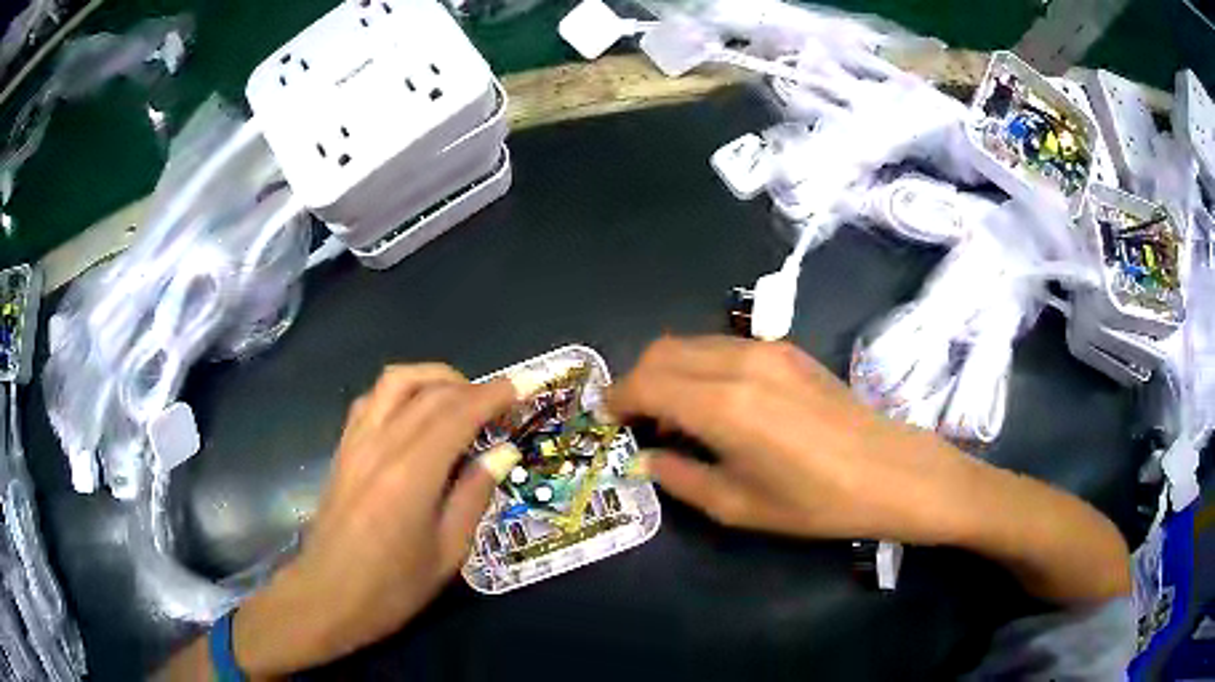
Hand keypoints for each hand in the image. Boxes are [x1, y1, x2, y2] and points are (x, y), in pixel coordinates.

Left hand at [231, 365, 521, 676]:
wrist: (327, 596)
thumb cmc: (392, 587)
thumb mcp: (447, 552)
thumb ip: (474, 495)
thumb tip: (503, 452)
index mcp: (412, 474)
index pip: (459, 413)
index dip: (496, 393)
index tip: (526, 383)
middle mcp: (382, 445)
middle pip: (431, 392)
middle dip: (473, 386)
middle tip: (502, 402)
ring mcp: (357, 442)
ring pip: (395, 381)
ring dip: (434, 378)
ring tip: (460, 398)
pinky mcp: (343, 448)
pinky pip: (372, 399)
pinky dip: (401, 391)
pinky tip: (415, 412)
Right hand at [609, 336, 1129, 604]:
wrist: (893, 471)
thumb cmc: (817, 501)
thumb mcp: (739, 506)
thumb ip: (680, 477)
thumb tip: (645, 460)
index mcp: (723, 405)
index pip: (645, 382)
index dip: (617, 400)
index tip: (608, 422)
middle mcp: (739, 362)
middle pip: (662, 351)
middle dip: (637, 381)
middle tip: (637, 424)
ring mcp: (766, 349)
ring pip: (690, 342)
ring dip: (668, 372)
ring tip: (674, 418)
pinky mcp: (787, 350)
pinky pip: (721, 346)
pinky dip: (699, 367)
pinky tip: (714, 405)